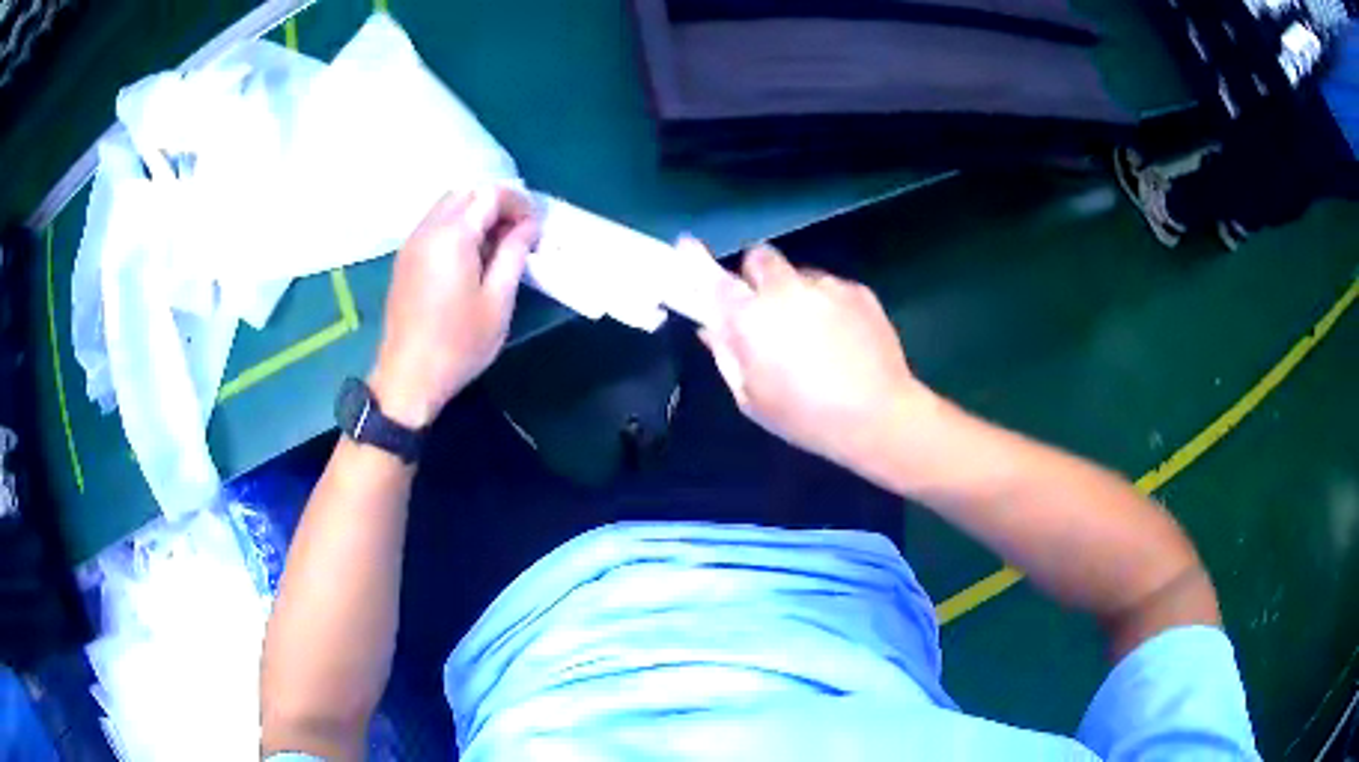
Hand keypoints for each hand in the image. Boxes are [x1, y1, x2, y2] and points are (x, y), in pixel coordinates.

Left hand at [369, 187, 535, 427]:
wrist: (408, 377)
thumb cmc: (458, 344)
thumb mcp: (498, 301)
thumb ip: (514, 254)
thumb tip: (528, 226)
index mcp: (452, 236)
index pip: (489, 194)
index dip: (518, 202)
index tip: (534, 226)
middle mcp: (428, 229)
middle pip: (466, 192)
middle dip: (496, 203)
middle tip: (518, 232)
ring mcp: (412, 243)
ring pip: (448, 206)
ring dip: (475, 213)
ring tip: (497, 245)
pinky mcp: (405, 258)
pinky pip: (434, 224)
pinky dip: (457, 226)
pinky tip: (471, 256)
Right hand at [696, 240, 935, 468]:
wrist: (879, 416)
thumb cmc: (805, 417)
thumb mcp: (751, 397)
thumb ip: (726, 354)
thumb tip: (712, 326)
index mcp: (751, 317)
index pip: (712, 277)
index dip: (695, 259)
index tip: (686, 246)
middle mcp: (785, 289)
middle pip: (759, 258)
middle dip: (756, 277)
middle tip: (765, 311)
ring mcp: (826, 285)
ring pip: (798, 275)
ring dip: (795, 294)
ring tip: (814, 337)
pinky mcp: (858, 290)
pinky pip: (830, 288)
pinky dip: (827, 305)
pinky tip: (842, 340)